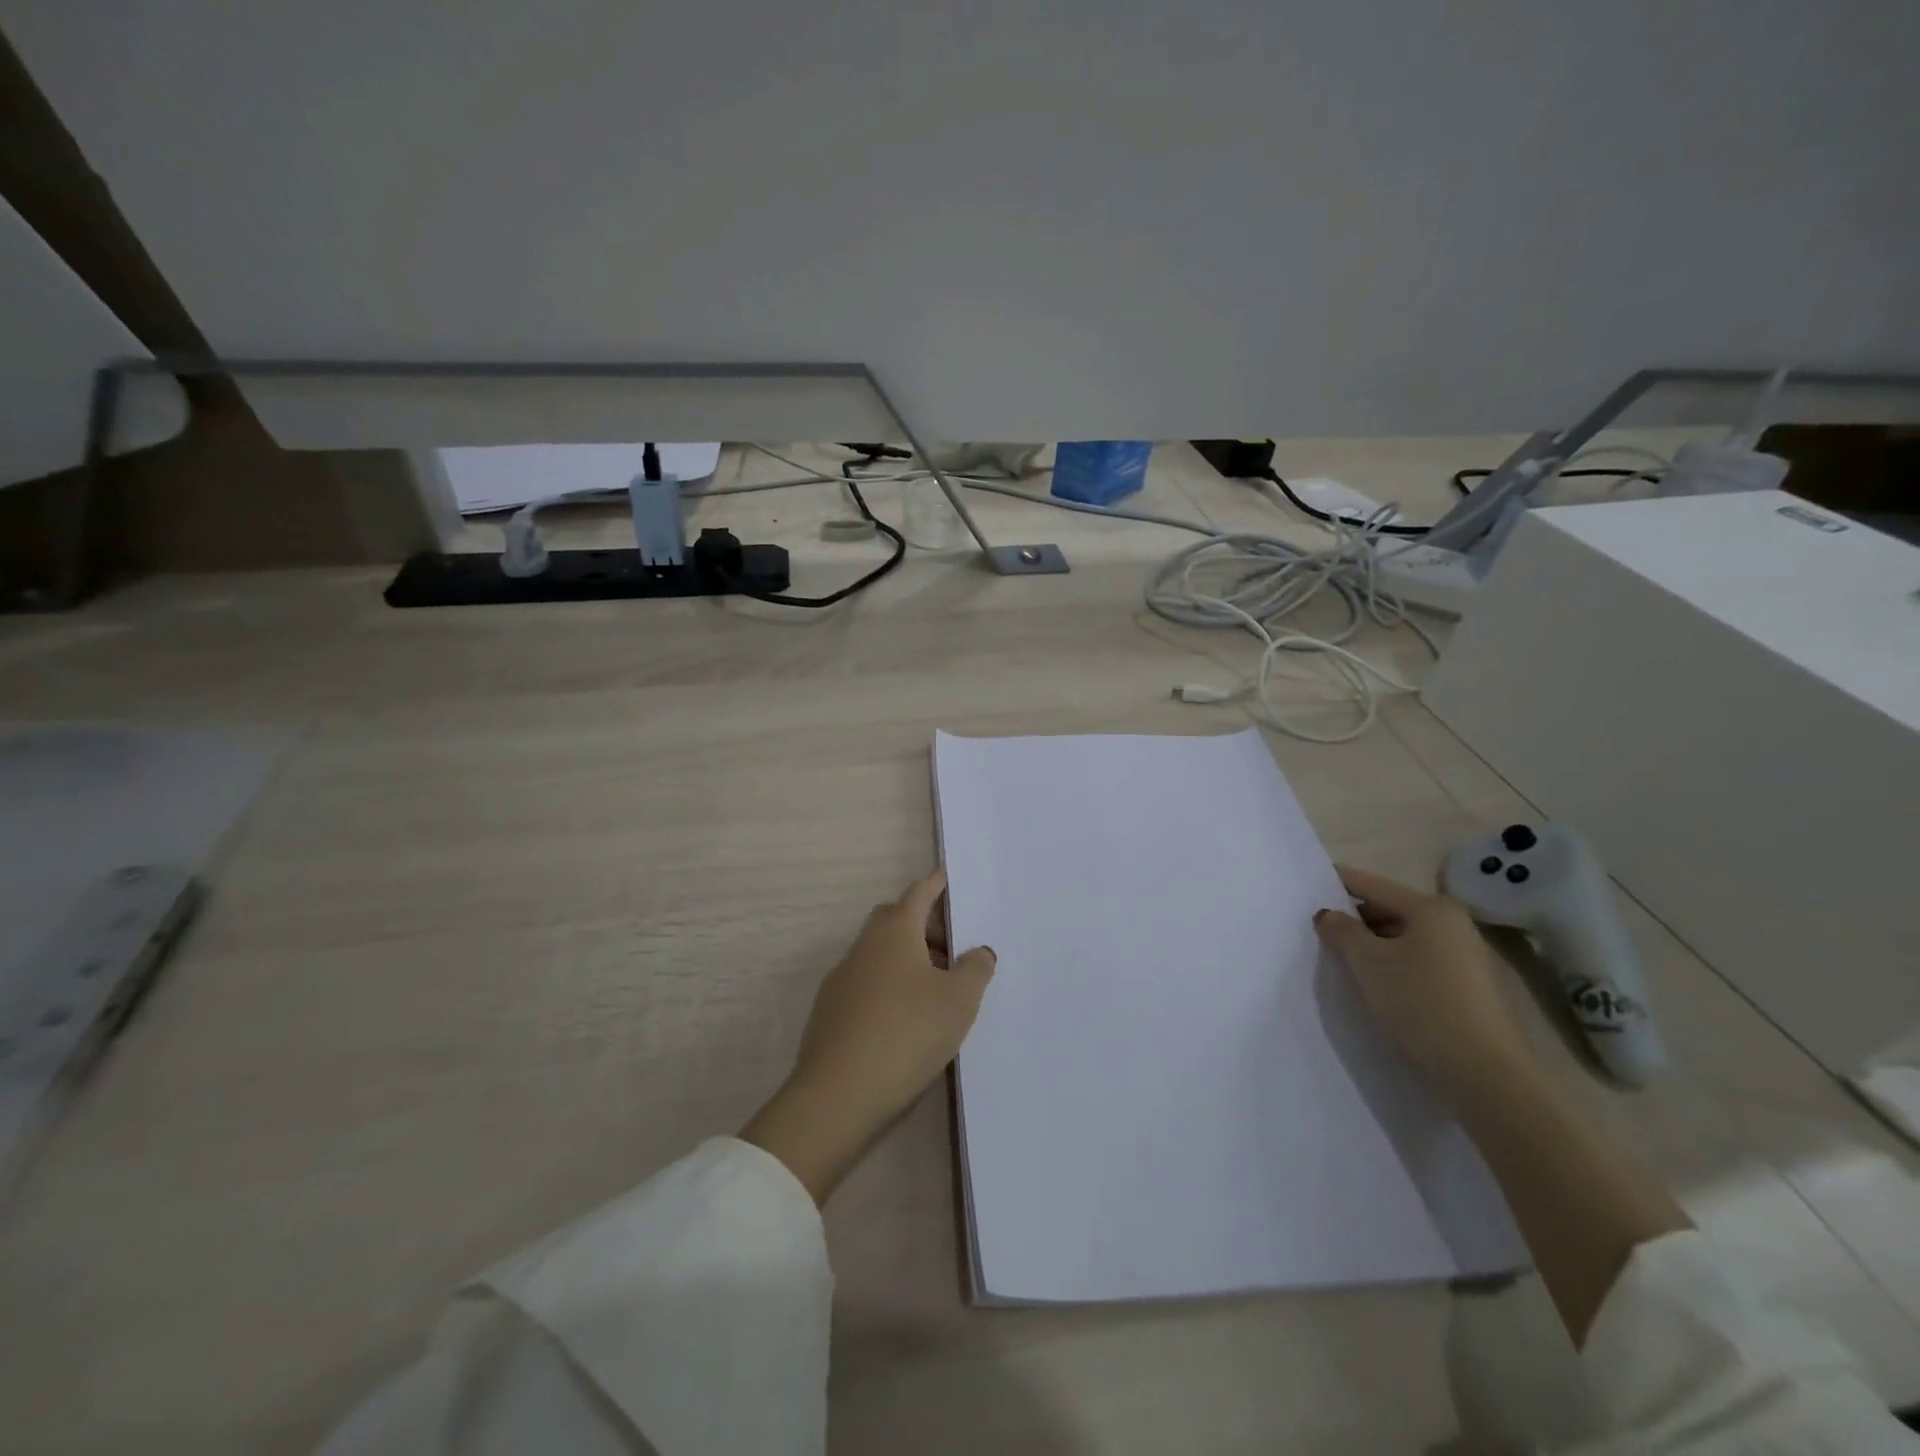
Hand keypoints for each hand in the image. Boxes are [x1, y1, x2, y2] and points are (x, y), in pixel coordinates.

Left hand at [741, 871, 995, 1203]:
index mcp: (895, 932)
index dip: (935, 885)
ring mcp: (842, 978)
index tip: (947, 878)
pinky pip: (867, 982)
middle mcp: (864, 946)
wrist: (838, 1094)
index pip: (918, 894)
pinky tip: (906, 1017)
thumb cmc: (907, 1033)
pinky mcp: (830, 1010)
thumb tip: (977, 951)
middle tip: (953, 945)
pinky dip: (890, 985)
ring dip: (908, 958)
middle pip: (895, 919)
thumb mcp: (958, 1002)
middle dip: (923, 924)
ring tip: (937, 987)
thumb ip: (975, 969)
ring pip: (879, 953)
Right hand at [1313, 864, 1538, 1096]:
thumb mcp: (1367, 962)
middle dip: (1354, 919)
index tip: (1307, 886)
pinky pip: (1420, 960)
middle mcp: (1453, 922)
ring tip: (1344, 961)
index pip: (1371, 884)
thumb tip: (1328, 915)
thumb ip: (1341, 931)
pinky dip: (1395, 964)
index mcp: (1430, 907)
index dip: (1337, 882)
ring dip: (1374, 945)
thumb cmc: (1421, 1002)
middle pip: (1389, 909)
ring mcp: (1466, 954)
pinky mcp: (1470, 985)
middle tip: (1321, 932)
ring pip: (1404, 937)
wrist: (1485, 1070)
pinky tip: (1378, 984)